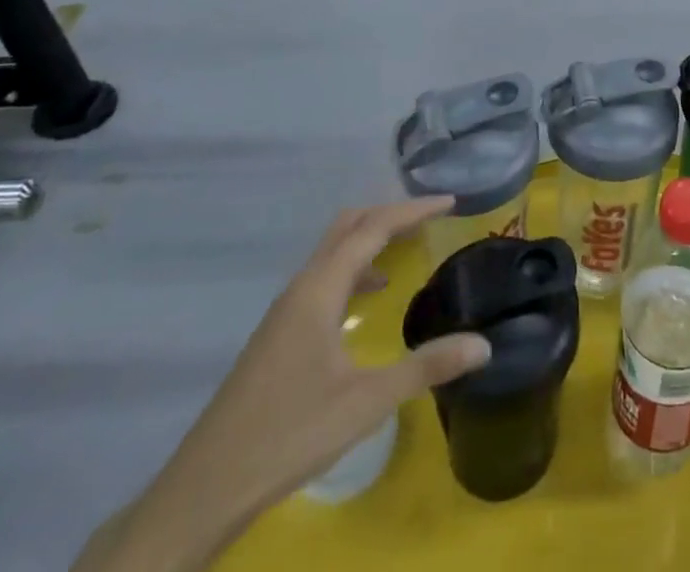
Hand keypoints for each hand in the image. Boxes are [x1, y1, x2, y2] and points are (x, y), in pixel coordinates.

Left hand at [78, 198, 488, 571]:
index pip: (373, 227)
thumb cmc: (289, 435)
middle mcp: (302, 286)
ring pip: (333, 251)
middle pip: (349, 226)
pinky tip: (372, 296)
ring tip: (410, 246)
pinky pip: (325, 277)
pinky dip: (356, 268)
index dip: (413, 210)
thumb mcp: (366, 403)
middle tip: (431, 218)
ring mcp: (287, 309)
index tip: (450, 201)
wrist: (206, 488)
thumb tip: (483, 345)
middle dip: (391, 213)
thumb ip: (426, 368)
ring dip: (371, 238)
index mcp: (320, 288)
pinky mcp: (280, 331)